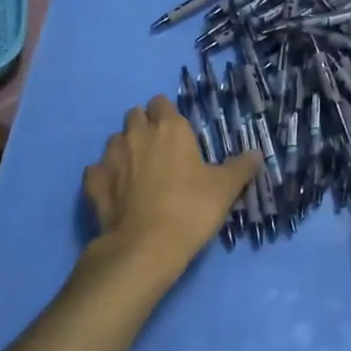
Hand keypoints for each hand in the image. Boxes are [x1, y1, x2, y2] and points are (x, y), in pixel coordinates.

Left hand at [83, 96, 260, 284]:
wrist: (145, 247)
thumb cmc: (190, 209)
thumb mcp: (225, 189)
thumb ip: (241, 167)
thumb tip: (257, 154)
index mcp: (169, 128)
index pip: (161, 102)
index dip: (167, 113)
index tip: (177, 132)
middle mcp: (137, 133)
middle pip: (135, 115)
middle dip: (144, 125)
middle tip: (159, 149)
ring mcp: (110, 156)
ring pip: (115, 140)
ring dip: (125, 149)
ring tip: (137, 171)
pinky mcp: (92, 182)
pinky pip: (96, 170)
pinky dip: (104, 176)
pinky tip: (115, 190)